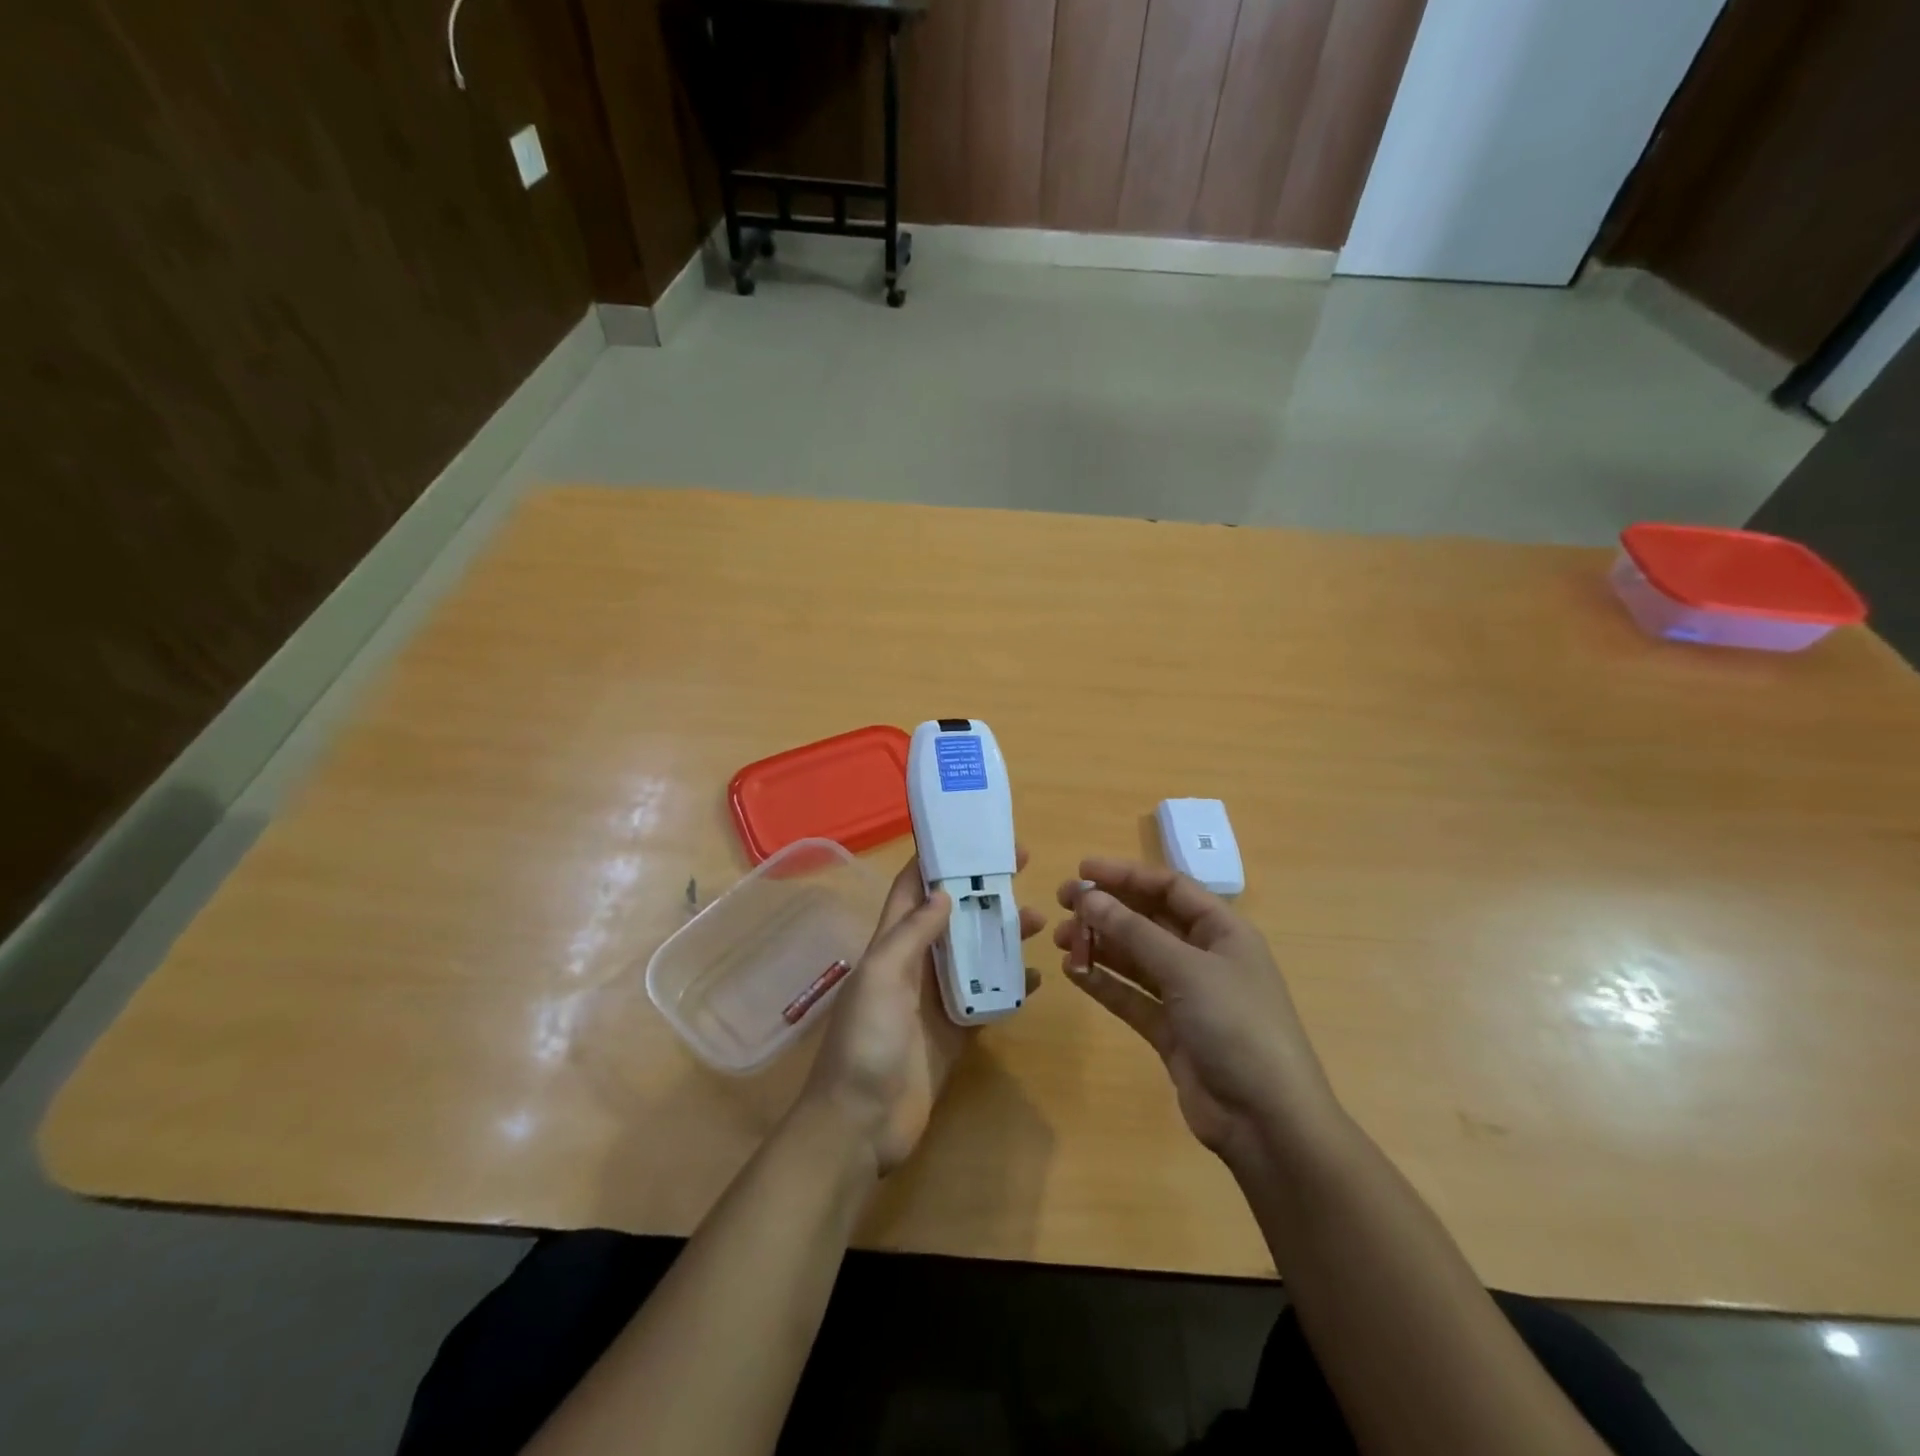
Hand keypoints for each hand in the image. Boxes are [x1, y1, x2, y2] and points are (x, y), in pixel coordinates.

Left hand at [800, 851, 1045, 1176]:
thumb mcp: (882, 976)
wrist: (860, 1124)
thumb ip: (912, 934)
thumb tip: (944, 892)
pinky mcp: (956, 1031)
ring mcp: (937, 999)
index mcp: (891, 944)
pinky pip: (988, 999)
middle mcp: (915, 964)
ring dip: (1003, 934)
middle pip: (953, 916)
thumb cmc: (865, 1042)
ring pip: (975, 954)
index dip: (938, 859)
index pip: (913, 888)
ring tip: (1040, 919)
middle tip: (1023, 867)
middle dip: (982, 890)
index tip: (973, 836)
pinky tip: (1036, 976)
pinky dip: (1011, 986)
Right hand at [1055, 858, 1339, 1169]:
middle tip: (1063, 903)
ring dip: (1100, 944)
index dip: (1126, 875)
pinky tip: (1073, 971)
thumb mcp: (1186, 970)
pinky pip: (1131, 996)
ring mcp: (1188, 996)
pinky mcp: (1171, 1031)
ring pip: (1136, 958)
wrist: (1267, 1121)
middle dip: (1107, 909)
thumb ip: (1134, 932)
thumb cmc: (1236, 1026)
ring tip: (1061, 939)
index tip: (1082, 871)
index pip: (1170, 888)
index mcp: (1223, 931)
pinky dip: (1104, 982)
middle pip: (1149, 920)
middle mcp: (1205, 957)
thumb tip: (1088, 898)